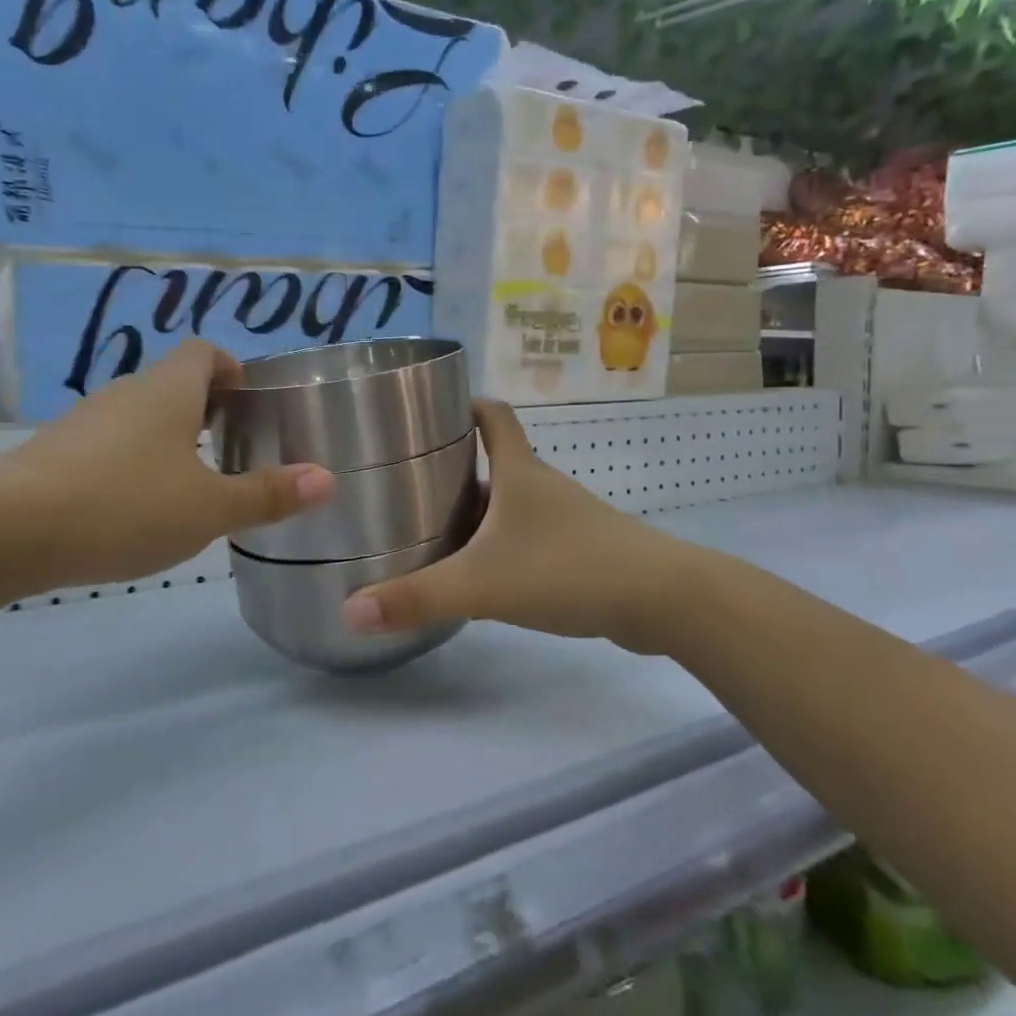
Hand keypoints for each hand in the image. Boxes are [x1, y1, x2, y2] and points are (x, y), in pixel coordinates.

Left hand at [0, 340, 332, 591]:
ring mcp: (86, 421)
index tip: (252, 404)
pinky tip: (137, 507)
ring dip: (170, 438)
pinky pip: (110, 444)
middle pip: (174, 383)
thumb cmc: (125, 505)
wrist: (8, 529)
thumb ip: (267, 495)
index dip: (233, 369)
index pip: (205, 352)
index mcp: (169, 390)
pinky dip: (134, 462)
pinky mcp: (56, 453)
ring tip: (193, 483)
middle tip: (235, 449)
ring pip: (141, 416)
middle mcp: (127, 393)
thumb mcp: (208, 509)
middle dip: (208, 409)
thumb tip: (327, 479)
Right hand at [340, 400, 680, 646]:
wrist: (665, 600)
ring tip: (436, 528)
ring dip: (480, 508)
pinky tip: (486, 573)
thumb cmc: (568, 569)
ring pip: (514, 502)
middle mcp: (543, 486)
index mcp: (519, 473)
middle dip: (456, 465)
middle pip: (497, 460)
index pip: (493, 414)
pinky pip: (532, 535)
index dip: (464, 404)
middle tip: (409, 482)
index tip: (429, 410)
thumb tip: (350, 611)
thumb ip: (417, 598)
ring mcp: (568, 518)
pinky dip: (505, 543)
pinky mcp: (584, 550)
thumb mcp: (481, 584)